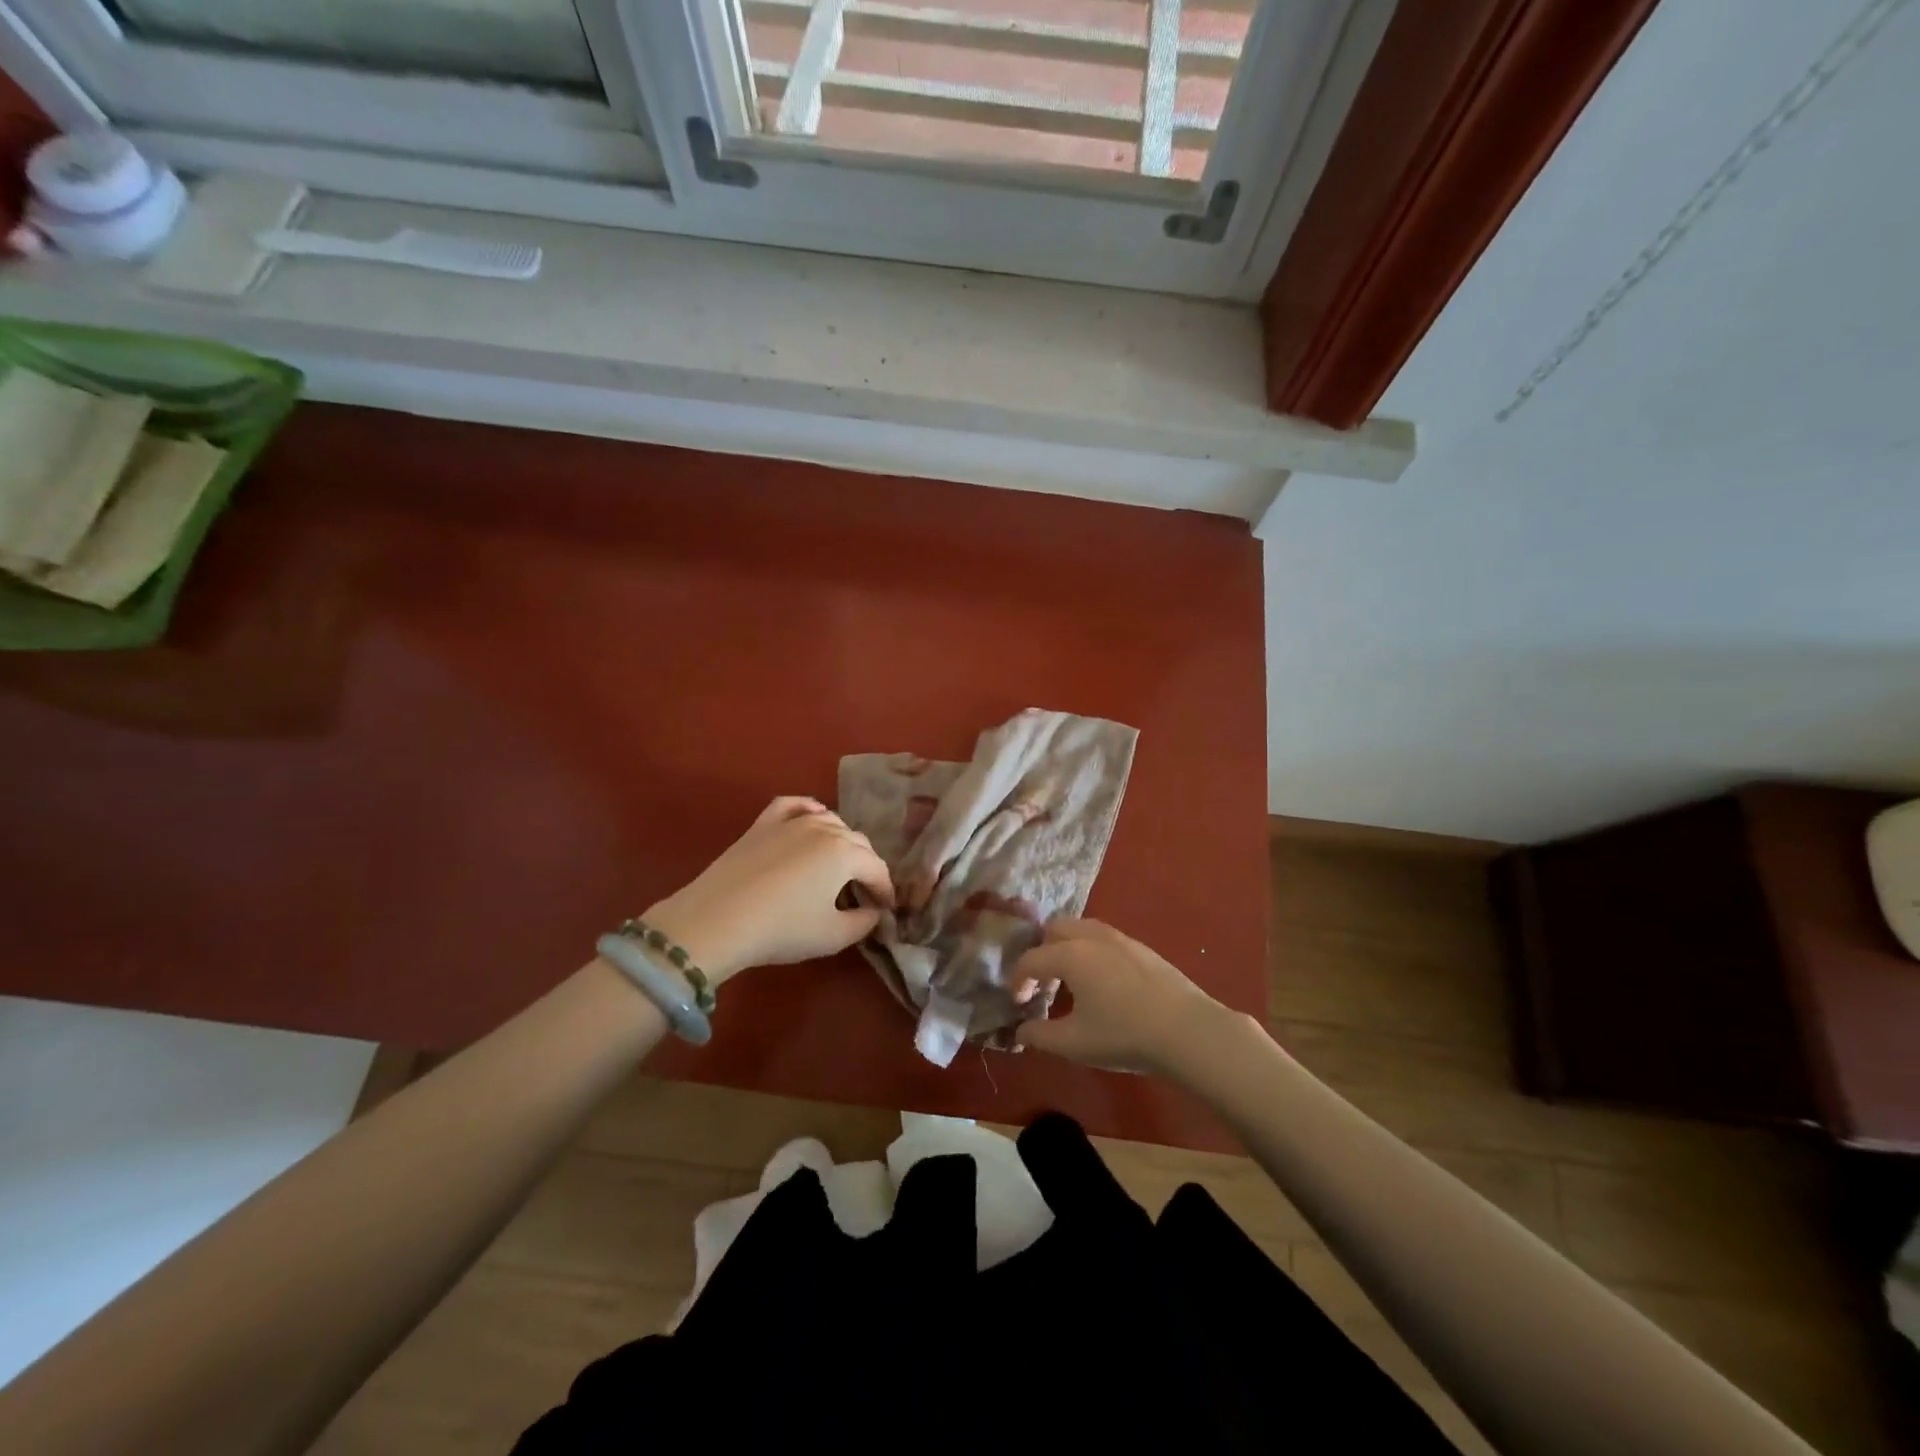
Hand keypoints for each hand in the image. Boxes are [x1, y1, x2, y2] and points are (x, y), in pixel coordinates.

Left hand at [644, 797, 893, 983]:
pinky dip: (808, 810)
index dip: (885, 890)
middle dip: (867, 866)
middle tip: (865, 893)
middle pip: (857, 842)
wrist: (716, 920)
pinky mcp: (763, 824)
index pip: (877, 868)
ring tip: (838, 866)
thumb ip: (863, 923)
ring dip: (842, 842)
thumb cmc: (781, 929)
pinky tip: (811, 818)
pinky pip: (794, 806)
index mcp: (846, 853)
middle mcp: (824, 829)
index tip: (887, 909)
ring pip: (830, 821)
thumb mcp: (833, 936)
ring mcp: (791, 821)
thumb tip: (872, 912)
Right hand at [1011, 919, 1240, 1074]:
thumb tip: (1021, 1030)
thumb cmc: (1124, 1035)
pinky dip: (1090, 950)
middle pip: (1053, 930)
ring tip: (1070, 980)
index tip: (1018, 1003)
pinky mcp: (1141, 947)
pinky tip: (1101, 981)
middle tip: (1043, 984)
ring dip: (1066, 948)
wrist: (1187, 1030)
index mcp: (1070, 955)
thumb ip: (1040, 1035)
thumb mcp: (1074, 1043)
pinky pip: (1103, 938)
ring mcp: (1119, 938)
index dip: (1018, 980)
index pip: (1030, 959)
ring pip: (1081, 928)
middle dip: (1041, 952)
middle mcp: (1091, 937)